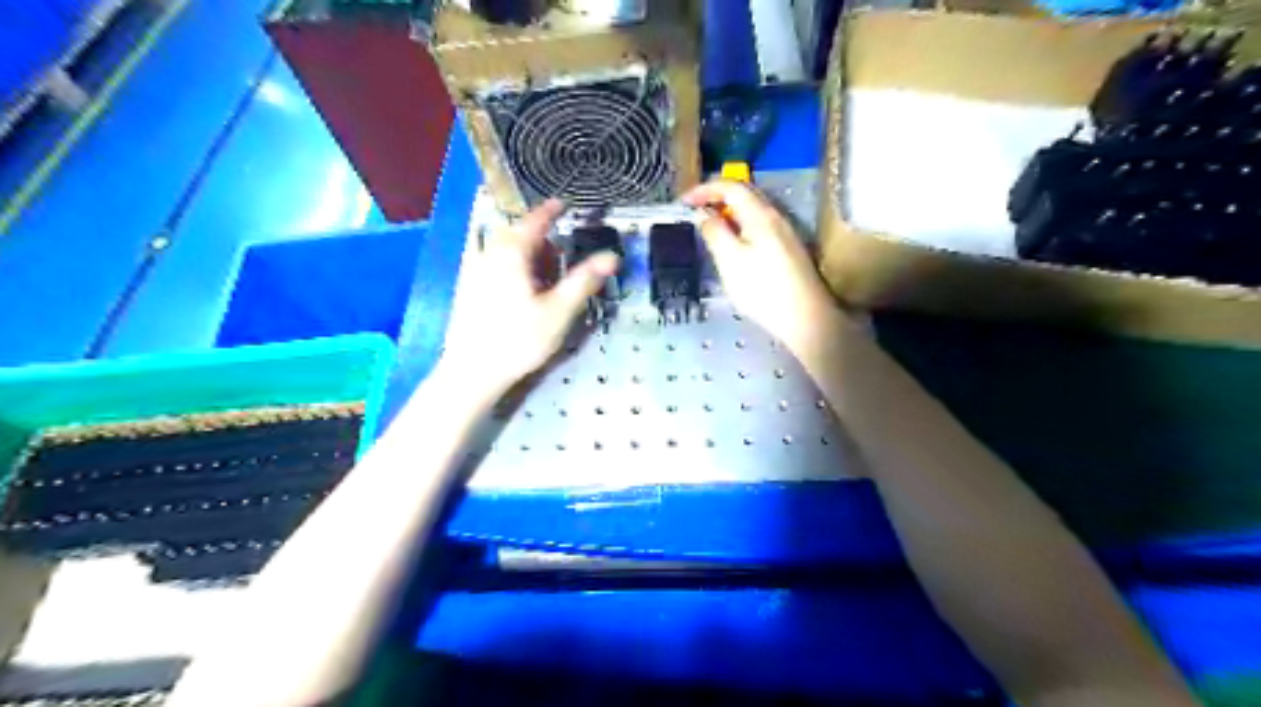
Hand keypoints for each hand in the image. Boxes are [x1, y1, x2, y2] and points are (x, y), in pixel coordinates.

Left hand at [441, 201, 621, 395]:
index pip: (535, 221)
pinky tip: (519, 290)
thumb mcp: (558, 311)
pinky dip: (510, 266)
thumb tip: (612, 257)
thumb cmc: (519, 339)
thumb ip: (584, 280)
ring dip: (526, 255)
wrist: (473, 371)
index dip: (552, 210)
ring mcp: (474, 269)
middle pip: (518, 234)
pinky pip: (492, 263)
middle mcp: (489, 253)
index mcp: (512, 252)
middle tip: (560, 260)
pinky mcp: (467, 287)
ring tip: (542, 279)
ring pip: (504, 249)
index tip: (564, 203)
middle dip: (541, 241)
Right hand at [685, 180, 840, 355]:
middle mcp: (775, 217)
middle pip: (744, 194)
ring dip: (728, 212)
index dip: (704, 189)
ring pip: (752, 210)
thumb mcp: (730, 260)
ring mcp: (785, 233)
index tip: (683, 201)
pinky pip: (759, 225)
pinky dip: (740, 225)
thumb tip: (702, 213)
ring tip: (709, 227)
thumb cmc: (763, 289)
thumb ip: (714, 232)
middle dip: (716, 197)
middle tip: (694, 211)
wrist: (806, 317)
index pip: (730, 187)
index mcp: (760, 215)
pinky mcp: (788, 249)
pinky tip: (733, 244)